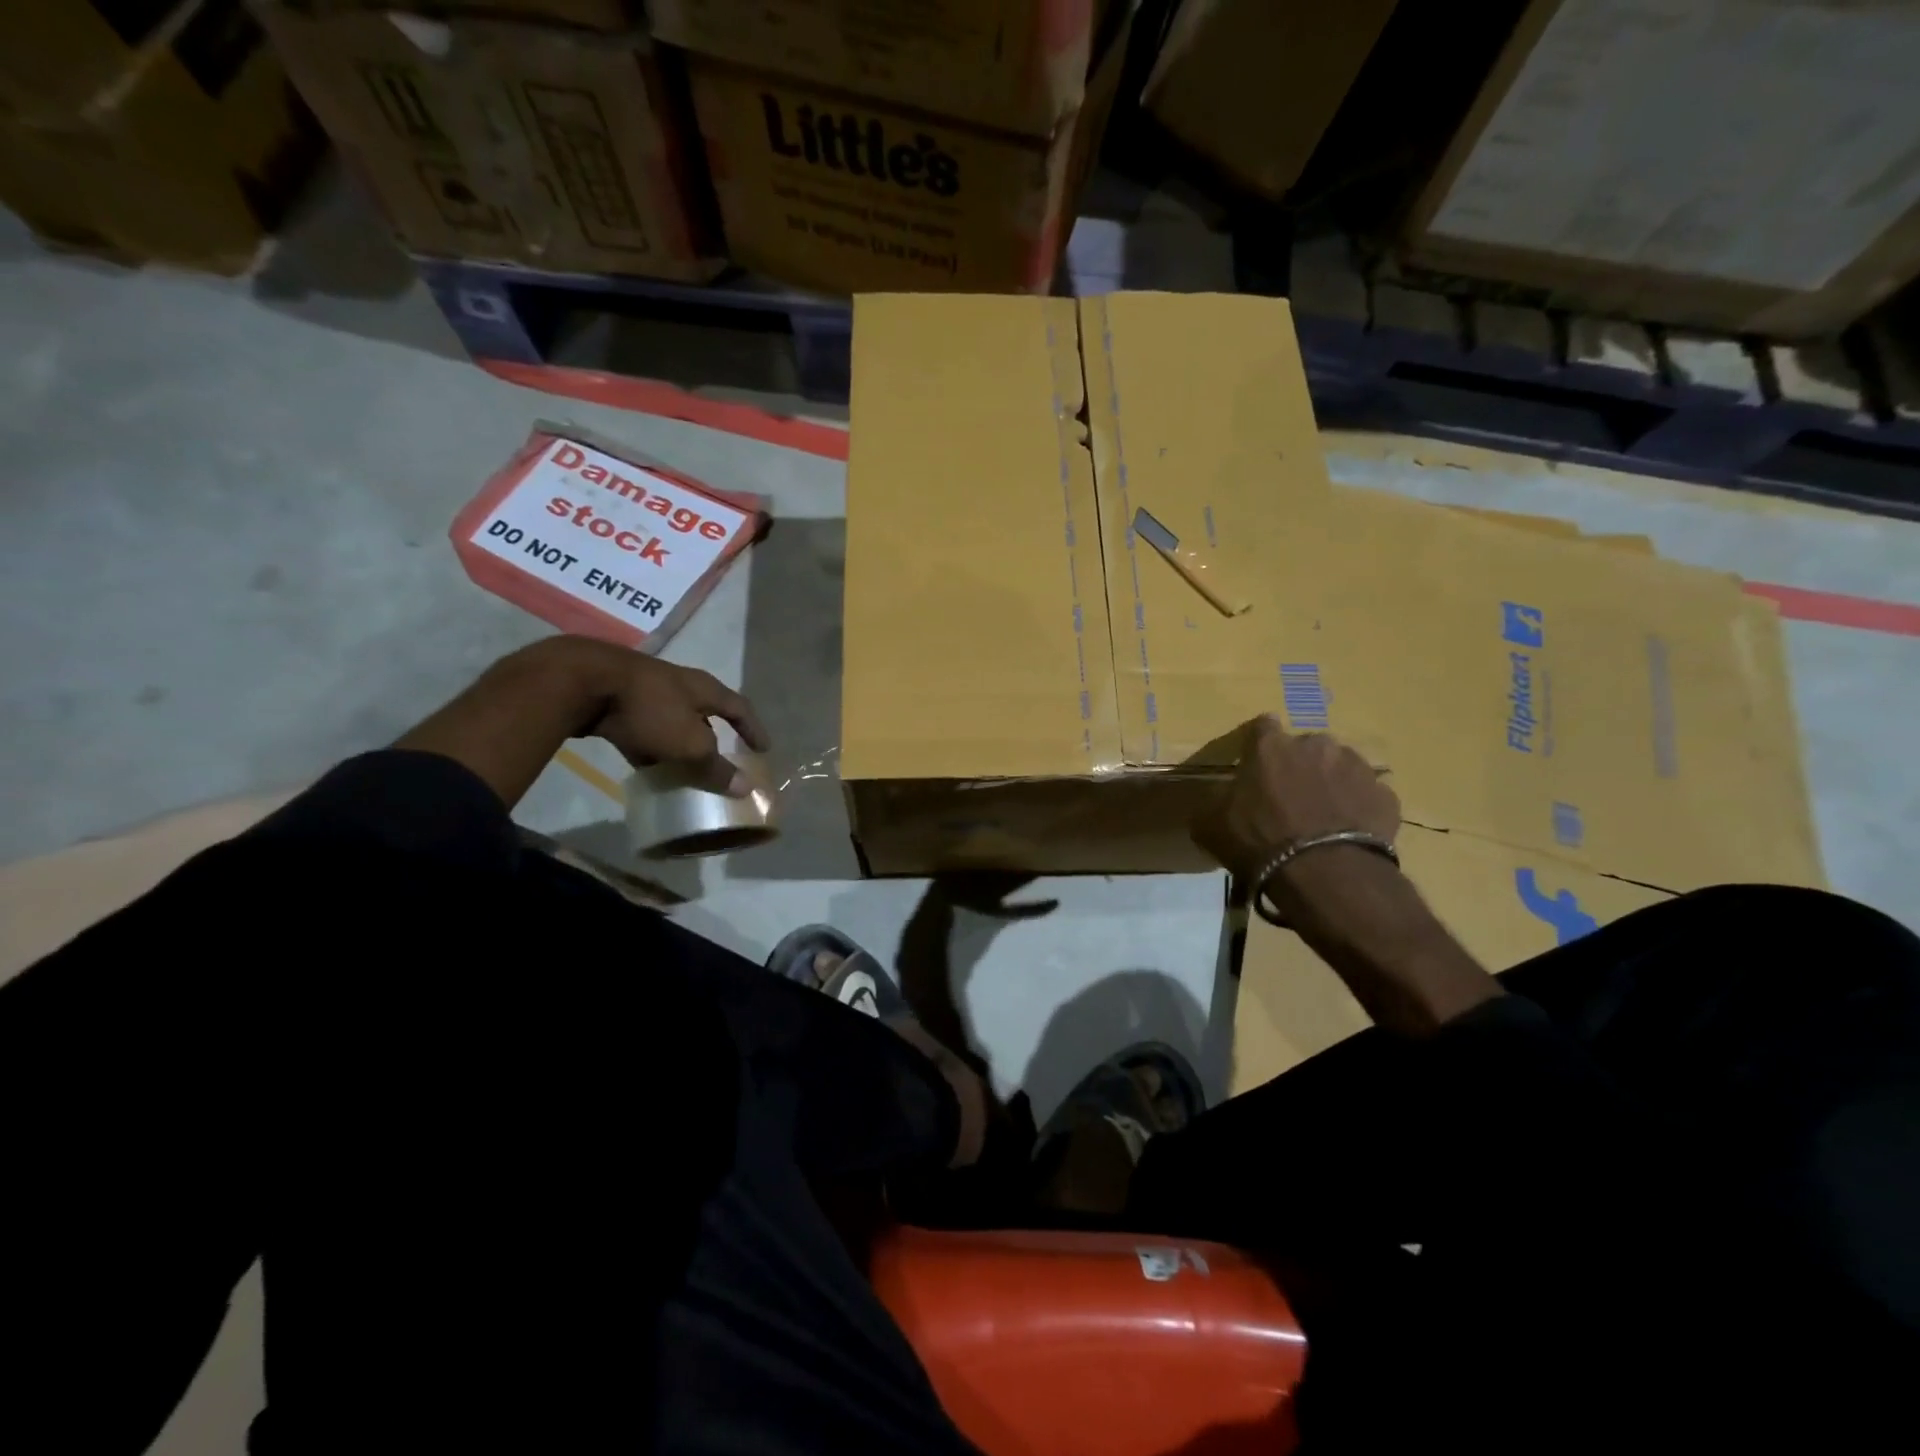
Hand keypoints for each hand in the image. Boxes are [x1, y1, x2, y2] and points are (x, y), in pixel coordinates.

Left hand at [561, 638, 769, 796]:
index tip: (763, 749)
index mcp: (705, 689)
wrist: (584, 683)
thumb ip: (716, 767)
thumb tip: (745, 788)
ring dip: (682, 745)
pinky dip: (653, 749)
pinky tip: (649, 769)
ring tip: (686, 771)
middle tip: (722, 761)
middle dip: (714, 737)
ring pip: (674, 723)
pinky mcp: (619, 702)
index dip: (753, 729)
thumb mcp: (689, 744)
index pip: (740, 708)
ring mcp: (648, 692)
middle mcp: (680, 685)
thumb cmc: (651, 709)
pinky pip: (646, 730)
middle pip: (706, 713)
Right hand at [1193, 715, 1398, 879]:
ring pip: (1340, 767)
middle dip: (1298, 765)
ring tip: (1322, 817)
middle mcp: (1316, 745)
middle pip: (1305, 747)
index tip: (1254, 763)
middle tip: (1288, 798)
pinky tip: (1347, 832)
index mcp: (1271, 746)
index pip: (1261, 726)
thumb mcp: (1211, 825)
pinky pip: (1366, 796)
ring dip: (1330, 783)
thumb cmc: (1259, 840)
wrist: (1325, 873)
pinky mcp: (1385, 796)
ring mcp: (1357, 768)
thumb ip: (1212, 804)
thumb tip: (1212, 802)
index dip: (1257, 744)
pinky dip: (1357, 808)